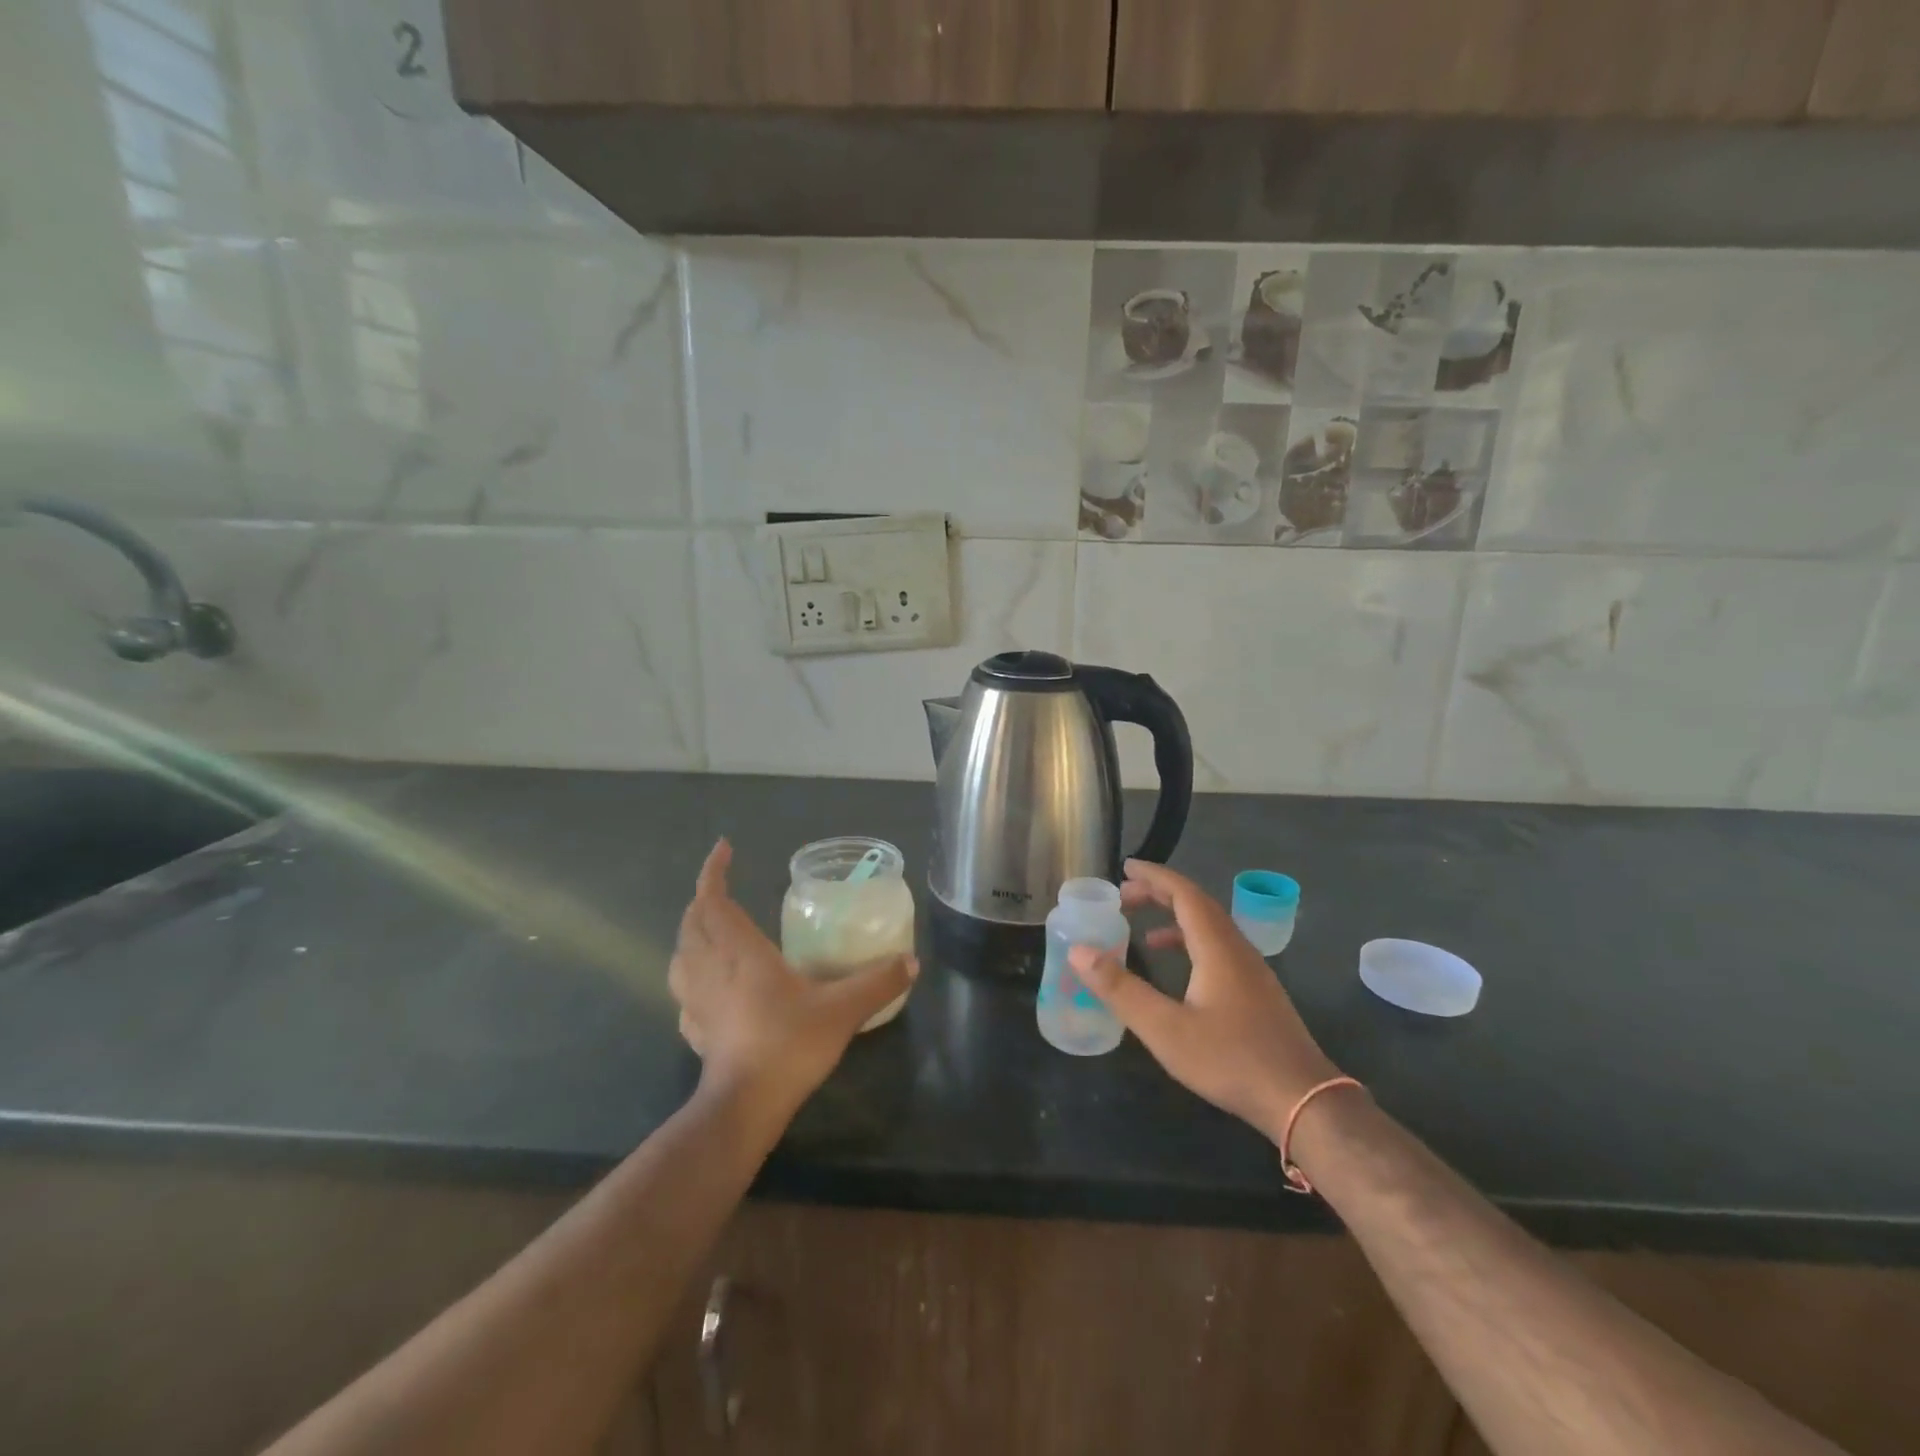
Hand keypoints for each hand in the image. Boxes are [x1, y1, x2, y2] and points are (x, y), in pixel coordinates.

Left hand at [669, 840, 916, 1120]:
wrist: (745, 1106)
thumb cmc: (788, 1045)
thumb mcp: (843, 1009)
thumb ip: (878, 982)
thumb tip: (911, 962)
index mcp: (740, 952)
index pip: (713, 900)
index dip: (713, 871)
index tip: (724, 848)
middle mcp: (712, 969)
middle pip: (692, 923)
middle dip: (703, 899)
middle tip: (723, 889)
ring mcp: (698, 1001)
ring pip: (681, 955)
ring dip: (691, 934)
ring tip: (711, 929)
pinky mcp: (696, 1030)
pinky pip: (685, 991)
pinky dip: (691, 974)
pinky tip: (709, 985)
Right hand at [1069, 859, 1340, 1145]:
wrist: (1303, 1100)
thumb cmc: (1230, 1060)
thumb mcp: (1164, 1028)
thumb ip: (1120, 989)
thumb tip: (1079, 950)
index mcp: (1217, 947)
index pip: (1184, 894)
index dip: (1154, 876)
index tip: (1125, 867)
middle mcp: (1237, 949)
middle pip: (1198, 905)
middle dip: (1160, 893)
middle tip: (1124, 896)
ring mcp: (1252, 971)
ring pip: (1211, 927)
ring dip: (1175, 918)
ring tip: (1141, 929)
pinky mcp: (1258, 992)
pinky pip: (1219, 948)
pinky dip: (1191, 943)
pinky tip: (1177, 969)